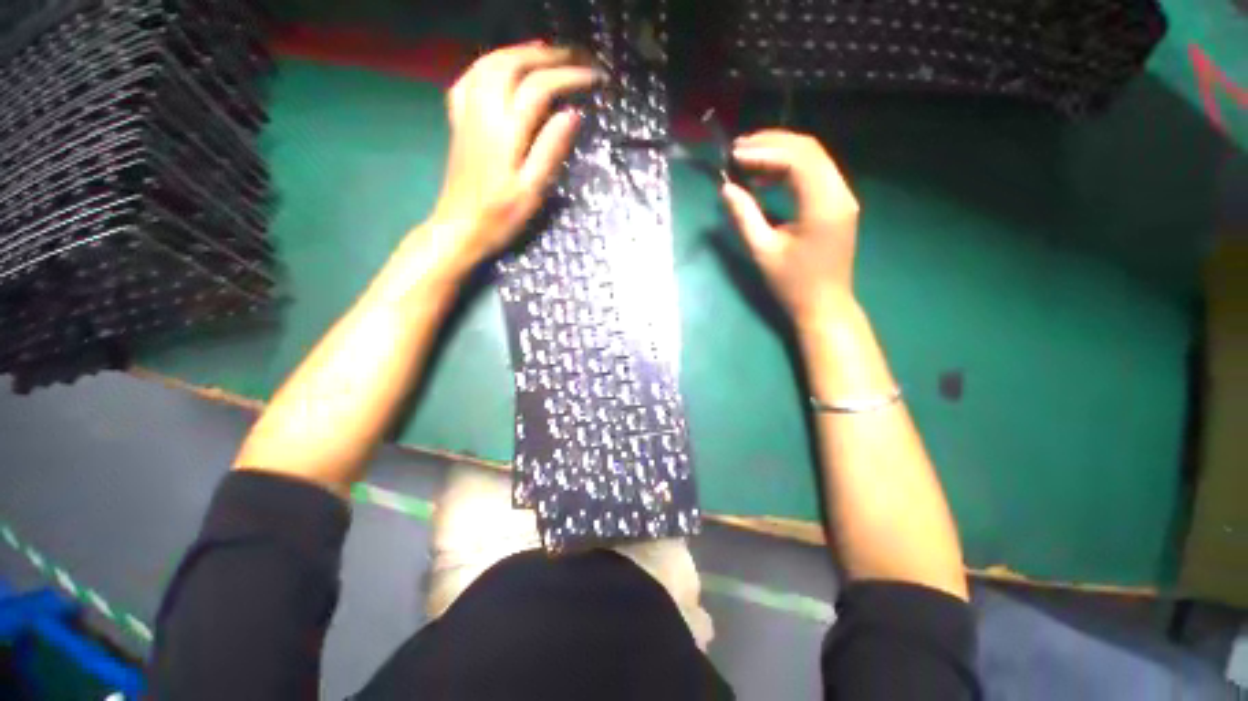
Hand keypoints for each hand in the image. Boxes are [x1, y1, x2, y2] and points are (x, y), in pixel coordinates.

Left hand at [424, 42, 599, 270]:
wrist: (459, 228)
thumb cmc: (500, 217)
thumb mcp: (532, 191)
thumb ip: (550, 150)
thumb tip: (573, 114)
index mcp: (506, 131)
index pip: (539, 88)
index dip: (569, 77)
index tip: (594, 77)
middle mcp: (483, 112)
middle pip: (512, 64)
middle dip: (547, 55)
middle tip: (575, 56)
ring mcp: (467, 114)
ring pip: (489, 64)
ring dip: (519, 51)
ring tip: (545, 53)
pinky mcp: (459, 122)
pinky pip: (469, 78)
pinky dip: (489, 64)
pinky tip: (502, 69)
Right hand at [721, 130, 860, 329]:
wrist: (824, 305)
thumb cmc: (792, 284)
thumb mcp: (763, 252)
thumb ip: (744, 217)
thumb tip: (726, 188)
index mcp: (823, 205)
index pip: (797, 160)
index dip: (764, 151)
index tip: (734, 155)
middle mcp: (839, 192)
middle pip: (809, 150)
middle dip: (772, 143)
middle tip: (738, 147)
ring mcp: (841, 196)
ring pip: (813, 158)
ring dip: (780, 152)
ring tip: (747, 157)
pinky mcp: (837, 203)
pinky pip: (814, 173)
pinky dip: (789, 168)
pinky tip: (766, 176)